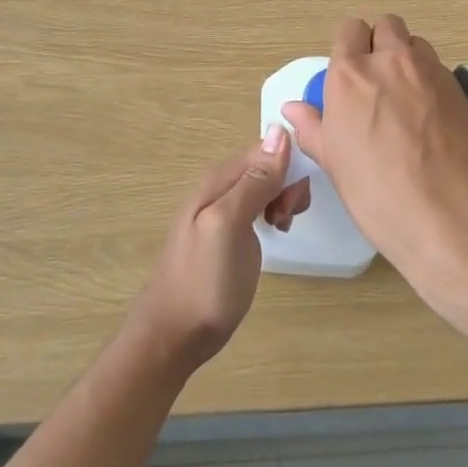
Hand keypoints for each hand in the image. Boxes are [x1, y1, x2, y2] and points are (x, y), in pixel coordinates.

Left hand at [128, 129, 308, 370]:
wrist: (175, 335)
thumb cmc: (204, 281)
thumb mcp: (230, 225)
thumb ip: (254, 181)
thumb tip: (280, 131)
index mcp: (218, 180)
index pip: (266, 149)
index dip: (287, 168)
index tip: (293, 202)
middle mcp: (220, 187)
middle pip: (268, 165)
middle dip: (287, 185)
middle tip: (286, 219)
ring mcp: (224, 211)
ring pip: (266, 185)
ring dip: (283, 200)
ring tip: (282, 228)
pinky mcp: (230, 232)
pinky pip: (260, 206)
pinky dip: (274, 213)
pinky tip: (275, 234)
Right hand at [281, 15, 467, 282]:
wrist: (452, 215)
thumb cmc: (379, 194)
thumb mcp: (334, 164)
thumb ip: (312, 128)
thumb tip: (293, 109)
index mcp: (351, 75)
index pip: (349, 31)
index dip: (349, 47)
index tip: (350, 73)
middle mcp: (391, 62)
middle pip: (387, 26)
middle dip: (381, 44)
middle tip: (378, 81)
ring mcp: (431, 72)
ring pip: (417, 44)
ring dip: (409, 59)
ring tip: (407, 98)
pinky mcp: (461, 89)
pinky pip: (440, 70)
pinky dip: (432, 82)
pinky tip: (432, 118)